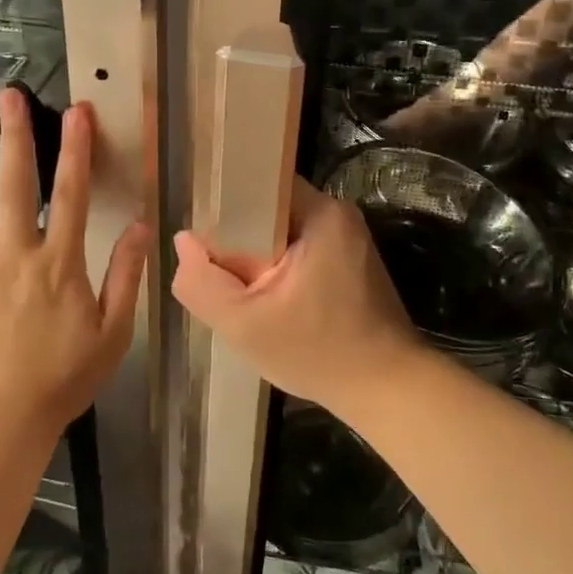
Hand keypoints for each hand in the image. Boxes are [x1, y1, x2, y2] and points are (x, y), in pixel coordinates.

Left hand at [0, 87, 147, 444]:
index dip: (76, 149)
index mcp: (60, 263)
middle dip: (16, 135)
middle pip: (17, 183)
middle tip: (8, 94)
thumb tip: (143, 227)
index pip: (73, 193)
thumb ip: (126, 276)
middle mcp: (17, 253)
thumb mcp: (112, 334)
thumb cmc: (61, 379)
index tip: (76, 111)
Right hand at [171, 177, 420, 415]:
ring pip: (281, 232)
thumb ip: (202, 282)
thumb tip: (184, 242)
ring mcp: (346, 237)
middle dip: (237, 237)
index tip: (201, 236)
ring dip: (257, 256)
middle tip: (216, 270)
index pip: (257, 183)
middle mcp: (337, 214)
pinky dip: (278, 268)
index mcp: (320, 213)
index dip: (222, 204)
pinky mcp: (349, 260)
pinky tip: (267, 298)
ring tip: (238, 288)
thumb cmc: (318, 353)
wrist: (387, 390)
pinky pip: (298, 248)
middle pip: (267, 209)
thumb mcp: (244, 325)